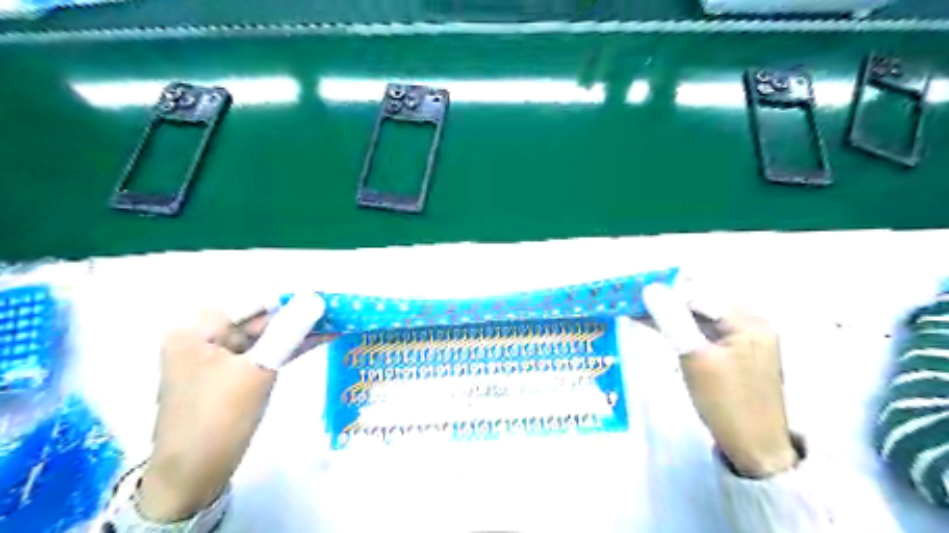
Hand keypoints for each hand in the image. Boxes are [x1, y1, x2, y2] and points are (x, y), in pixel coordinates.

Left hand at [140, 291, 330, 520]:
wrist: (193, 478)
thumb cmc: (218, 419)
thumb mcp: (257, 371)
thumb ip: (287, 331)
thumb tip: (316, 298)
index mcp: (197, 331)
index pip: (253, 304)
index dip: (291, 299)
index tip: (326, 296)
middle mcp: (206, 339)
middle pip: (261, 320)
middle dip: (299, 316)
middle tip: (338, 310)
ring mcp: (221, 360)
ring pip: (268, 337)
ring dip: (300, 332)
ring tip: (337, 321)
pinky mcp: (235, 377)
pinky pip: (267, 354)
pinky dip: (292, 348)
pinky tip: (321, 339)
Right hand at [641, 286, 794, 476]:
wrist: (754, 449)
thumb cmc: (726, 403)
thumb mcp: (695, 358)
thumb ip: (673, 319)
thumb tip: (650, 288)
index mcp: (747, 320)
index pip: (699, 293)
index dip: (665, 289)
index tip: (634, 290)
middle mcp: (749, 323)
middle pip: (700, 302)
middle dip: (666, 300)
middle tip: (631, 300)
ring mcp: (742, 338)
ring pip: (698, 317)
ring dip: (669, 314)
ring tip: (636, 311)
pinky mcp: (732, 352)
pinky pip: (702, 332)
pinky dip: (679, 329)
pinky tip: (656, 326)